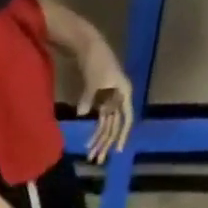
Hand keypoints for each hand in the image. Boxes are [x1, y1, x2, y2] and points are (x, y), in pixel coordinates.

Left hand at [76, 40, 132, 162]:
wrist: (89, 47)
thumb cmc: (96, 61)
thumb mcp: (93, 80)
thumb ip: (89, 98)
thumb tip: (81, 114)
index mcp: (124, 93)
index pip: (125, 119)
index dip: (122, 135)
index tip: (117, 150)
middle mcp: (120, 100)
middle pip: (114, 127)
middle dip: (106, 144)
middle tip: (98, 160)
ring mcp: (111, 102)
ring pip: (107, 127)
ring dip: (100, 142)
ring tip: (92, 157)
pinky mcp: (102, 103)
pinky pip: (100, 122)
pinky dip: (95, 133)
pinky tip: (88, 144)